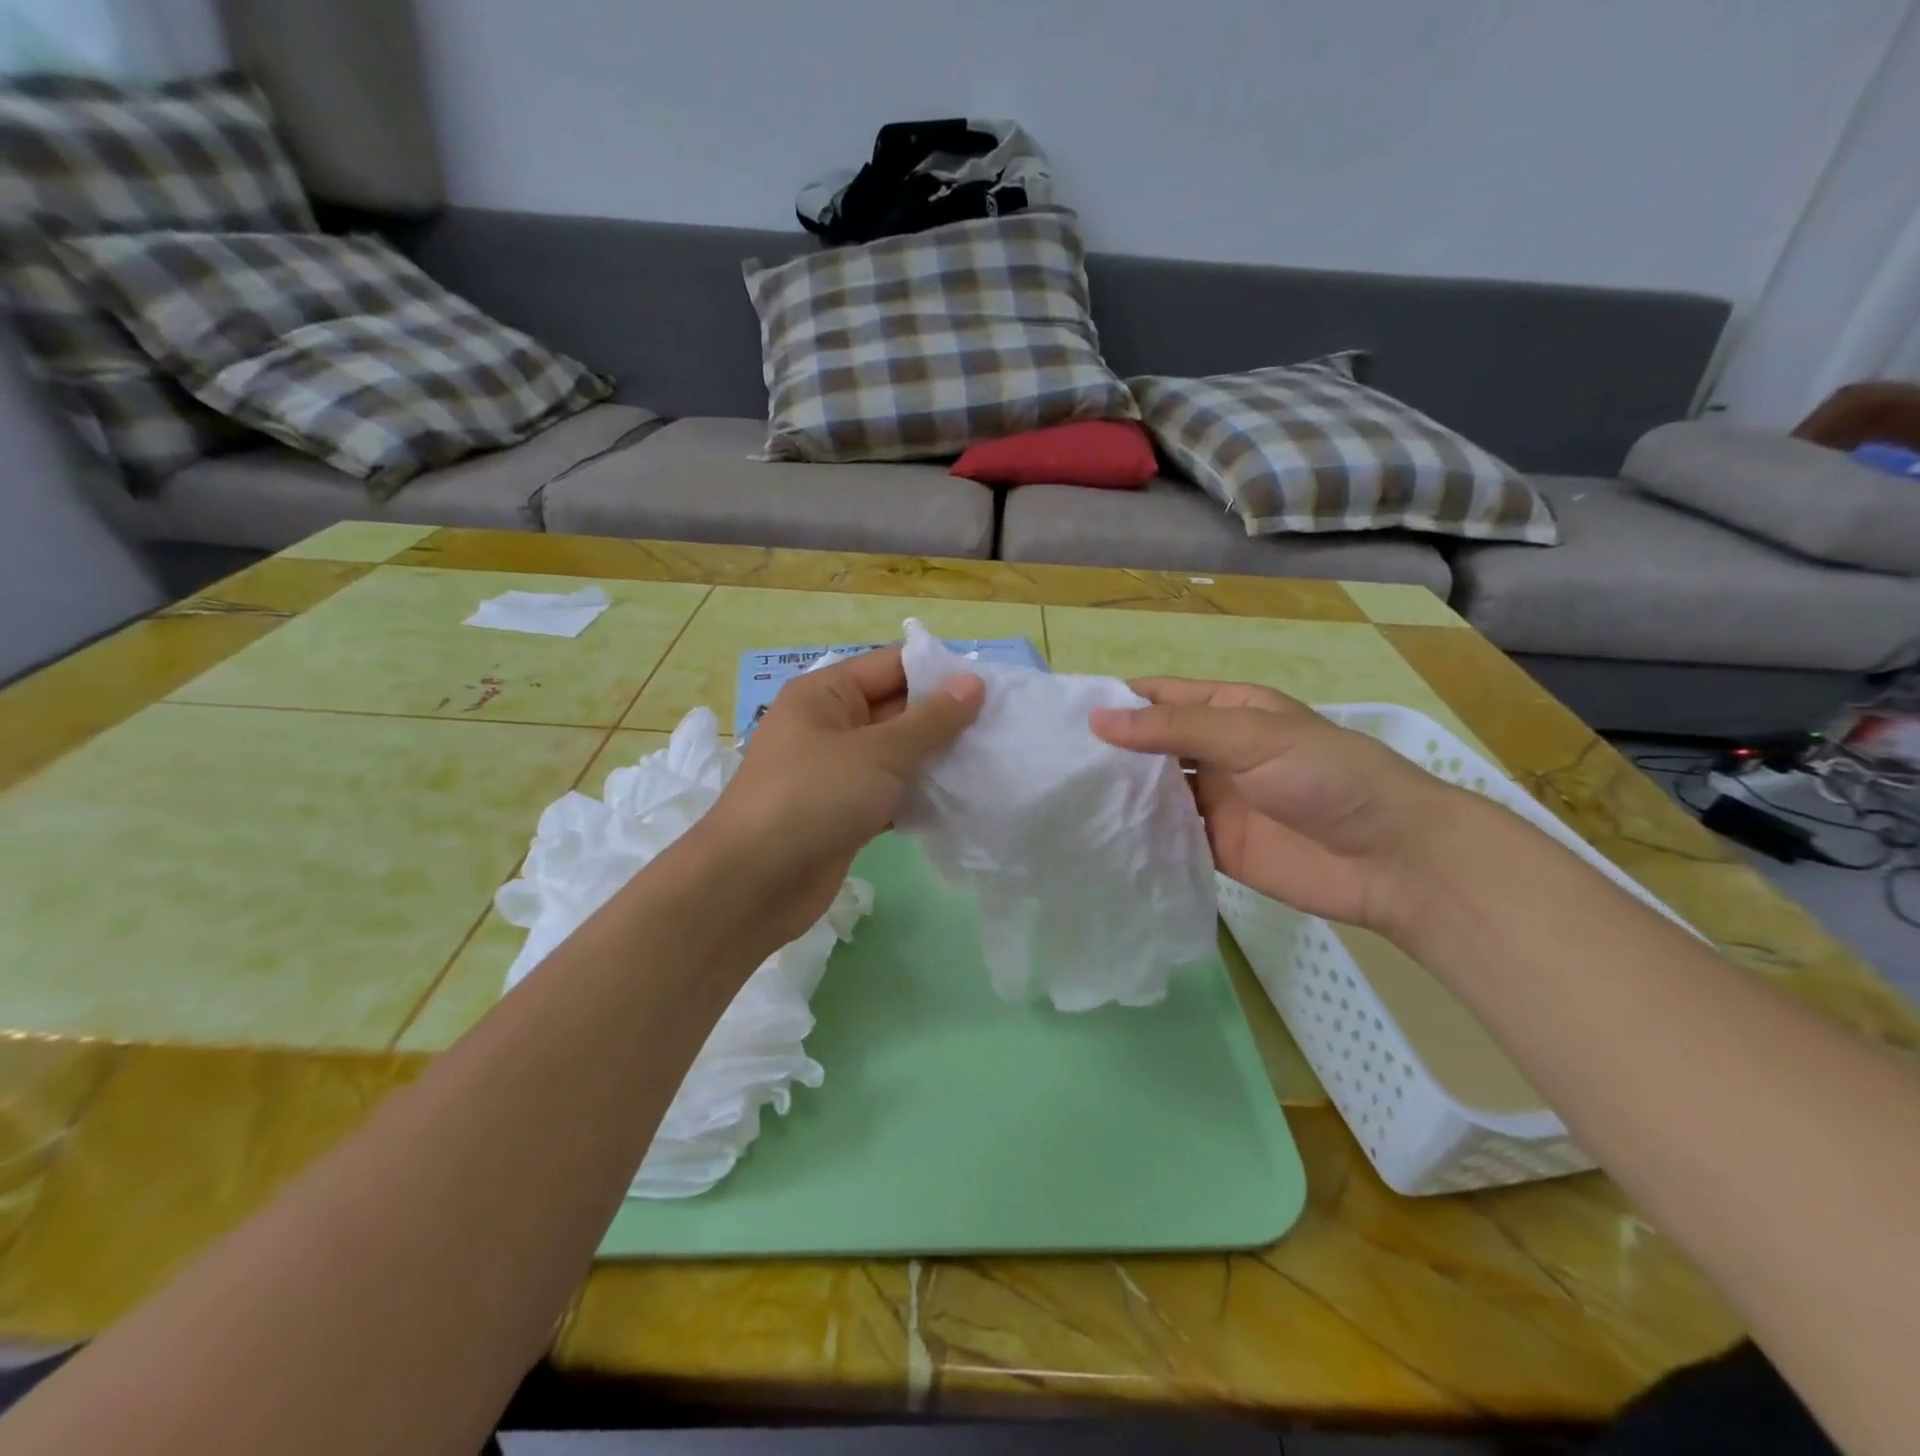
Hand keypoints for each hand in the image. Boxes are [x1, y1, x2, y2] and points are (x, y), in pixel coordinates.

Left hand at [697, 645, 983, 947]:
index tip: (993, 688)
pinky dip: (920, 797)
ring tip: (992, 762)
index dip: (940, 672)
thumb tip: (973, 683)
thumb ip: (931, 720)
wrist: (753, 884)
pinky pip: (891, 793)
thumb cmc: (813, 799)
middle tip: (1003, 728)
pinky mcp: (845, 812)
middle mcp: (830, 726)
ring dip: (937, 760)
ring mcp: (837, 772)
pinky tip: (961, 802)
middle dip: (946, 719)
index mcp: (826, 694)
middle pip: (898, 710)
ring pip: (898, 755)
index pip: (892, 666)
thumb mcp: (878, 753)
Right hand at [1090, 678, 1469, 930]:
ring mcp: (1213, 800)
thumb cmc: (1325, 775)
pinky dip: (1136, 834)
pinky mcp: (1213, 845)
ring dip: (1117, 792)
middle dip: (1108, 750)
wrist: (1390, 857)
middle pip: (1149, 745)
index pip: (1159, 698)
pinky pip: (1166, 835)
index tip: (1059, 712)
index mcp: (1227, 711)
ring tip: (1058, 796)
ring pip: (1152, 790)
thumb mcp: (1250, 735)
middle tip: (1047, 760)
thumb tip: (1097, 720)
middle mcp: (1215, 752)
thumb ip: (1174, 730)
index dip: (1115, 700)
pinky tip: (1094, 836)